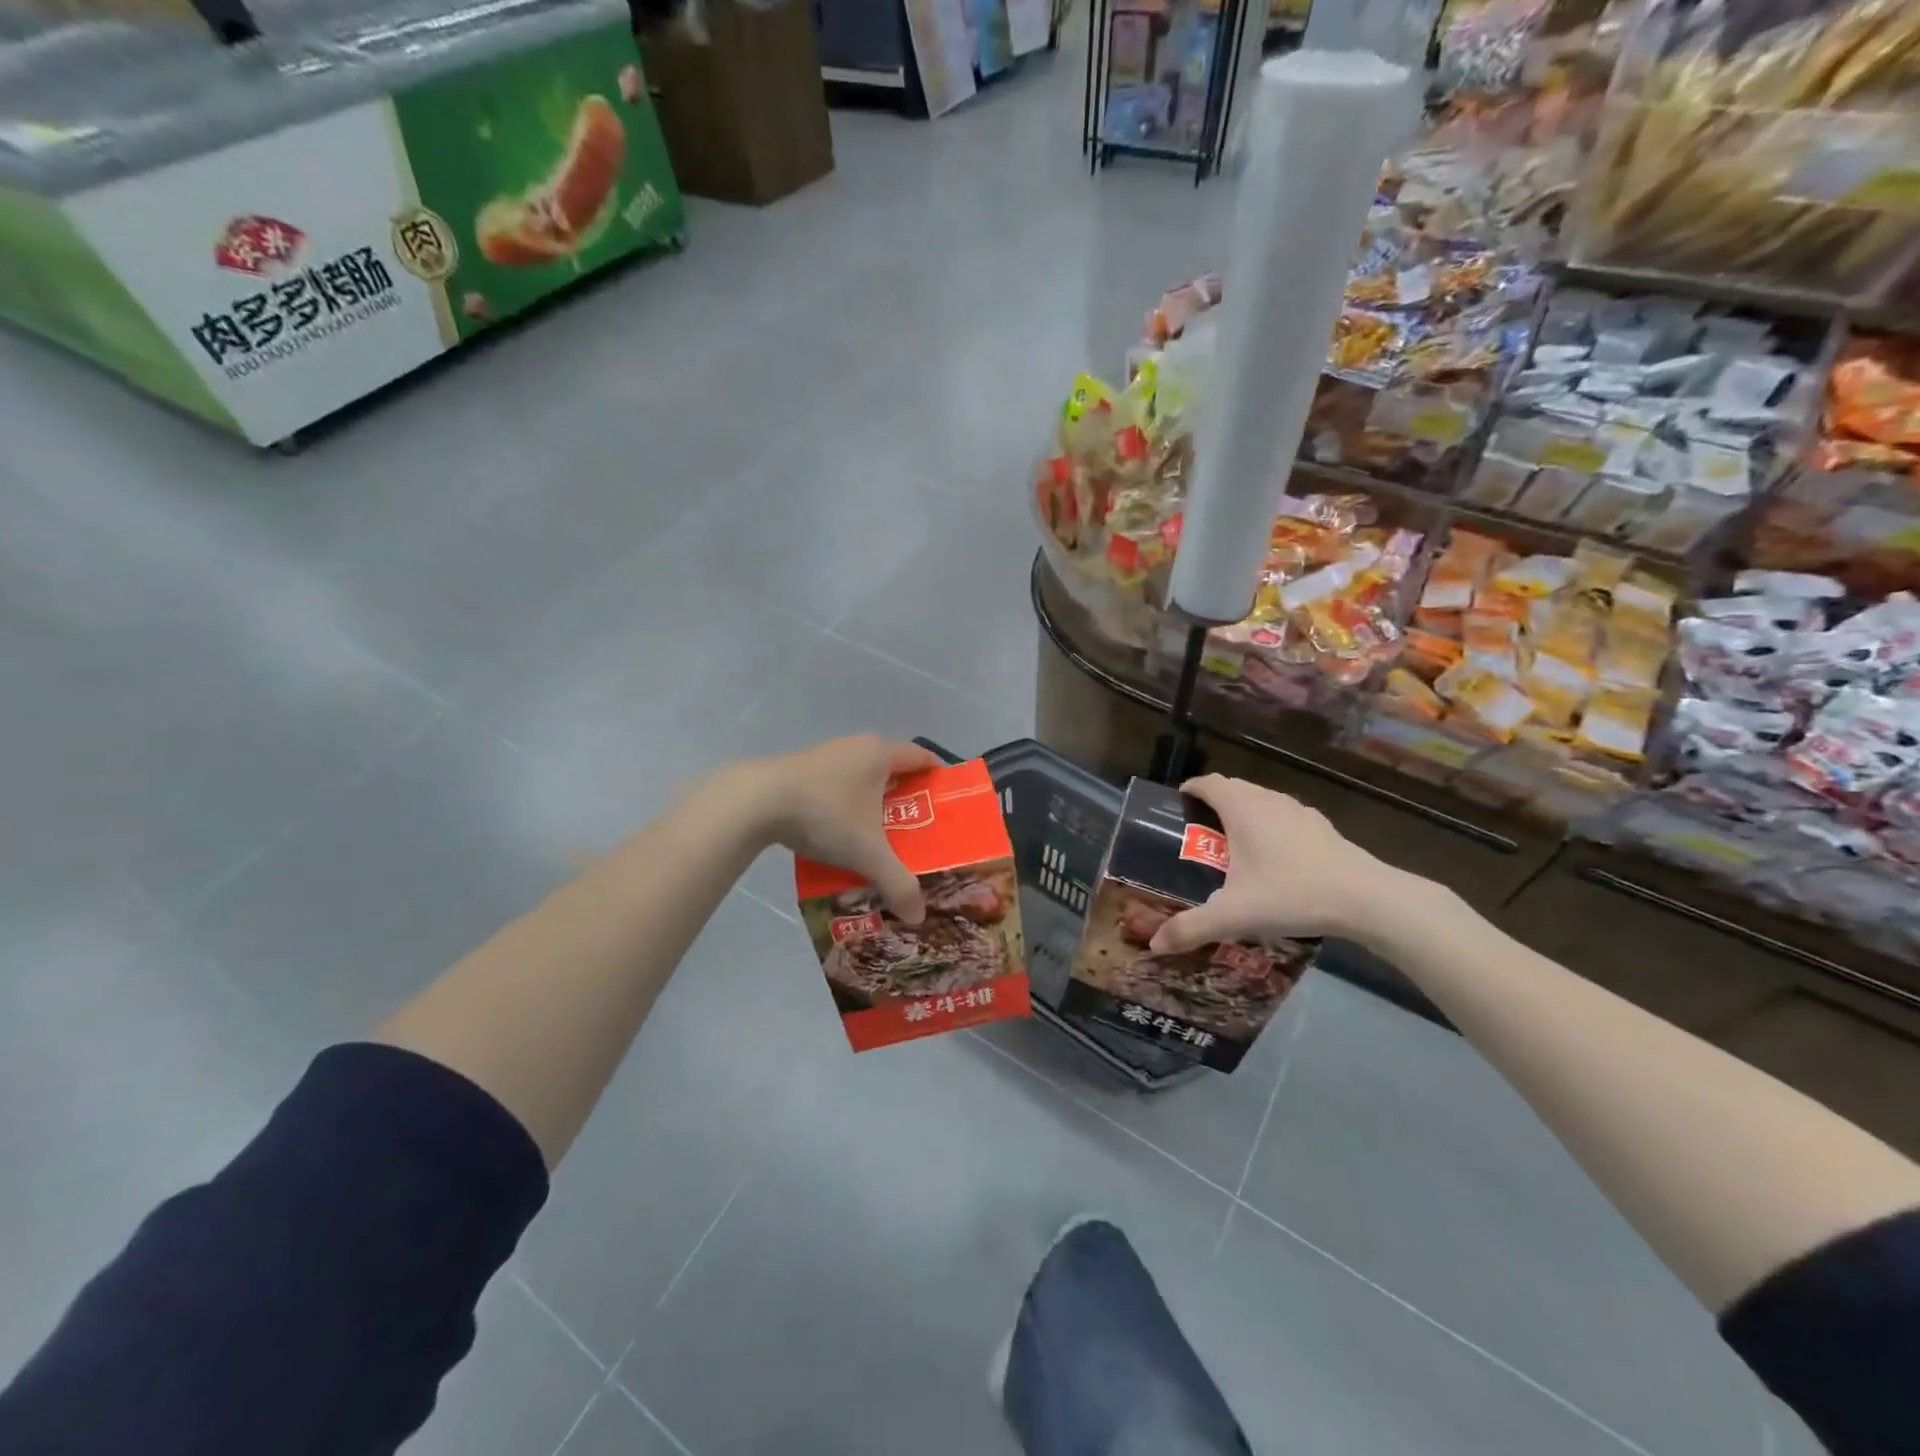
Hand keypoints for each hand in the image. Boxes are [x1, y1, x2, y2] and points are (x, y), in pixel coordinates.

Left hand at [740, 735, 941, 922]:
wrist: (756, 802)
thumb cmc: (825, 815)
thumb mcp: (867, 853)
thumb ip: (898, 883)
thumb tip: (918, 915)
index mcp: (880, 754)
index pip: (922, 757)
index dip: (938, 777)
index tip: (947, 803)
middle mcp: (857, 746)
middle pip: (893, 768)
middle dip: (907, 796)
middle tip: (918, 828)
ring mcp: (826, 755)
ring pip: (862, 776)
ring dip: (873, 802)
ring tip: (880, 834)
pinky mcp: (801, 769)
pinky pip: (837, 784)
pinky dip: (846, 804)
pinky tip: (840, 832)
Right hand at [1149, 775, 1415, 953]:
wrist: (1366, 898)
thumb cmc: (1291, 893)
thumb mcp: (1234, 915)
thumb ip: (1191, 928)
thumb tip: (1154, 945)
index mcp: (1241, 808)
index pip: (1208, 783)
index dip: (1189, 790)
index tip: (1177, 806)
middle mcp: (1268, 800)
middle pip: (1233, 789)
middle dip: (1213, 803)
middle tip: (1198, 833)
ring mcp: (1298, 811)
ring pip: (1261, 801)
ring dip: (1243, 814)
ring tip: (1233, 846)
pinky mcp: (1321, 827)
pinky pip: (1284, 817)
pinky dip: (1270, 827)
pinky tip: (1275, 861)